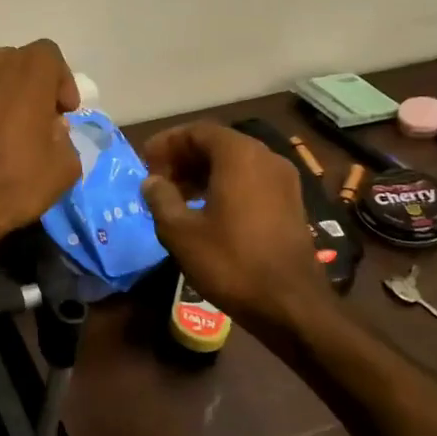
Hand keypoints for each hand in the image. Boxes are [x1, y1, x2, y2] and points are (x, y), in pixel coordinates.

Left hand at [0, 40, 81, 261]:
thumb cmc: (12, 184)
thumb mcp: (64, 168)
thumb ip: (64, 137)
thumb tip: (51, 127)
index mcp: (27, 70)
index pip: (50, 56)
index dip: (60, 82)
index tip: (63, 111)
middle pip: (15, 61)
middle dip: (29, 85)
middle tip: (34, 117)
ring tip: (1, 121)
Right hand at [140, 122, 333, 330]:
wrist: (289, 304)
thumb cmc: (230, 262)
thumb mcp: (180, 231)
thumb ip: (160, 198)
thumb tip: (152, 181)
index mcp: (239, 156)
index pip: (197, 131)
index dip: (167, 142)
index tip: (145, 161)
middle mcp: (266, 158)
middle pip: (218, 144)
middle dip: (184, 157)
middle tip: (158, 179)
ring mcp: (283, 180)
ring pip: (235, 162)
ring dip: (203, 172)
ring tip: (176, 197)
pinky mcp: (290, 202)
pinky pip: (251, 180)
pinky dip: (224, 185)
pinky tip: (205, 211)